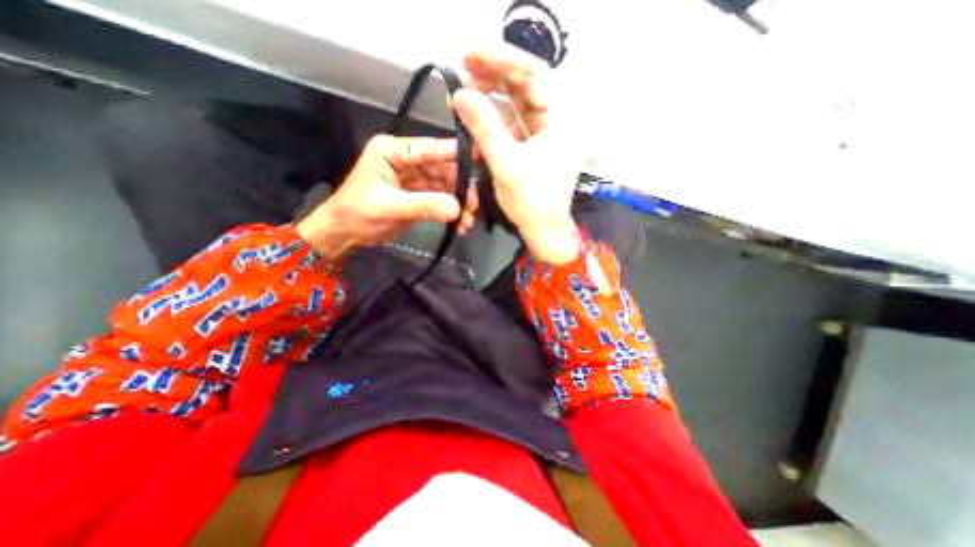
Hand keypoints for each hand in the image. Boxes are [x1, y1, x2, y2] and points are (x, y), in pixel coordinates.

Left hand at [298, 136, 477, 256]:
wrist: (345, 233)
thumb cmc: (357, 214)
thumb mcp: (389, 207)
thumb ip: (424, 205)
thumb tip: (458, 208)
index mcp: (393, 151)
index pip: (429, 149)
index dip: (455, 153)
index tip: (482, 156)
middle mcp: (406, 160)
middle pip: (443, 168)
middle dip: (461, 187)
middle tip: (474, 206)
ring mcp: (415, 178)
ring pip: (446, 185)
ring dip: (459, 202)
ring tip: (468, 220)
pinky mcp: (419, 194)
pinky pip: (441, 199)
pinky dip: (452, 211)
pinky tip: (460, 223)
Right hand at [456, 42, 580, 263]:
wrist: (543, 231)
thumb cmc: (531, 203)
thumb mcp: (506, 165)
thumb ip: (484, 129)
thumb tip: (459, 96)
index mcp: (561, 121)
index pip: (534, 75)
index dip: (503, 59)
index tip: (471, 54)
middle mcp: (556, 122)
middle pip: (526, 86)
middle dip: (495, 75)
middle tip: (464, 68)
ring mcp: (544, 134)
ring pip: (518, 104)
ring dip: (492, 97)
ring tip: (464, 94)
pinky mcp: (532, 147)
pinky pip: (513, 124)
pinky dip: (494, 119)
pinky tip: (476, 117)